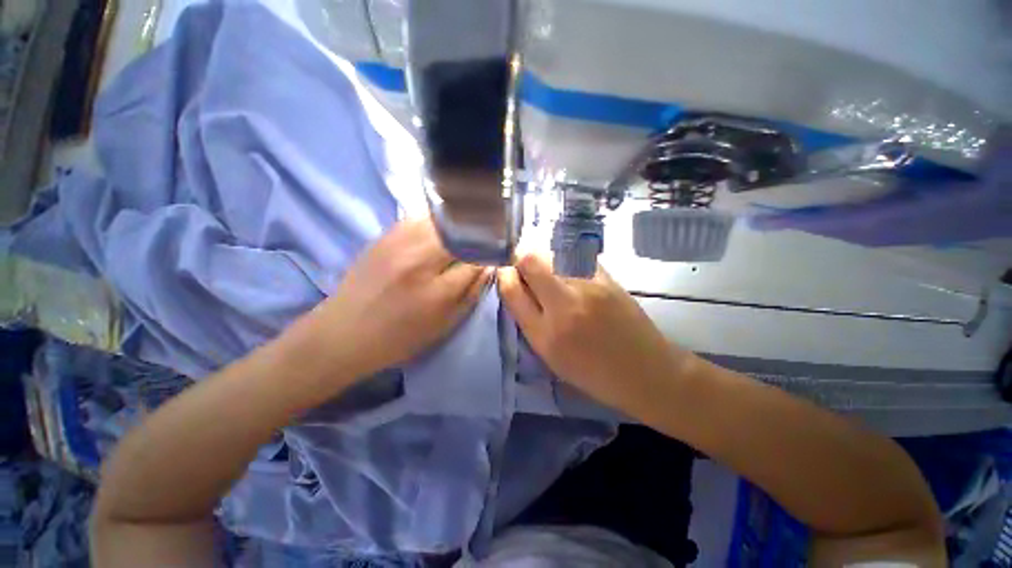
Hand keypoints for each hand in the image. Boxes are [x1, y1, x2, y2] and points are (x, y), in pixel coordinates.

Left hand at [303, 217, 491, 380]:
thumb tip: (489, 265)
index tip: (500, 249)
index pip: (478, 258)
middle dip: (481, 231)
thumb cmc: (400, 338)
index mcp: (438, 291)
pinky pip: (420, 216)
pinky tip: (444, 224)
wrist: (344, 333)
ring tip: (471, 224)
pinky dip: (438, 218)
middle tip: (489, 233)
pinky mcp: (384, 235)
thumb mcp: (445, 325)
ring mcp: (399, 243)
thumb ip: (472, 293)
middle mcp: (420, 261)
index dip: (493, 251)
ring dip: (461, 220)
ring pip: (442, 219)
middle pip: (462, 232)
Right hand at [498, 254, 692, 410]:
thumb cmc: (595, 374)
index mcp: (545, 335)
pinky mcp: (608, 278)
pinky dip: (565, 258)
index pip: (512, 291)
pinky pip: (576, 256)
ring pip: (553, 253)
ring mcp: (588, 288)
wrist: (646, 372)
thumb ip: (530, 322)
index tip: (507, 274)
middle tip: (526, 268)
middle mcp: (564, 306)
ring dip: (543, 257)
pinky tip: (570, 270)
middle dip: (521, 259)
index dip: (505, 276)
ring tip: (549, 271)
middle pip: (531, 261)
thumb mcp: (552, 358)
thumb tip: (517, 288)